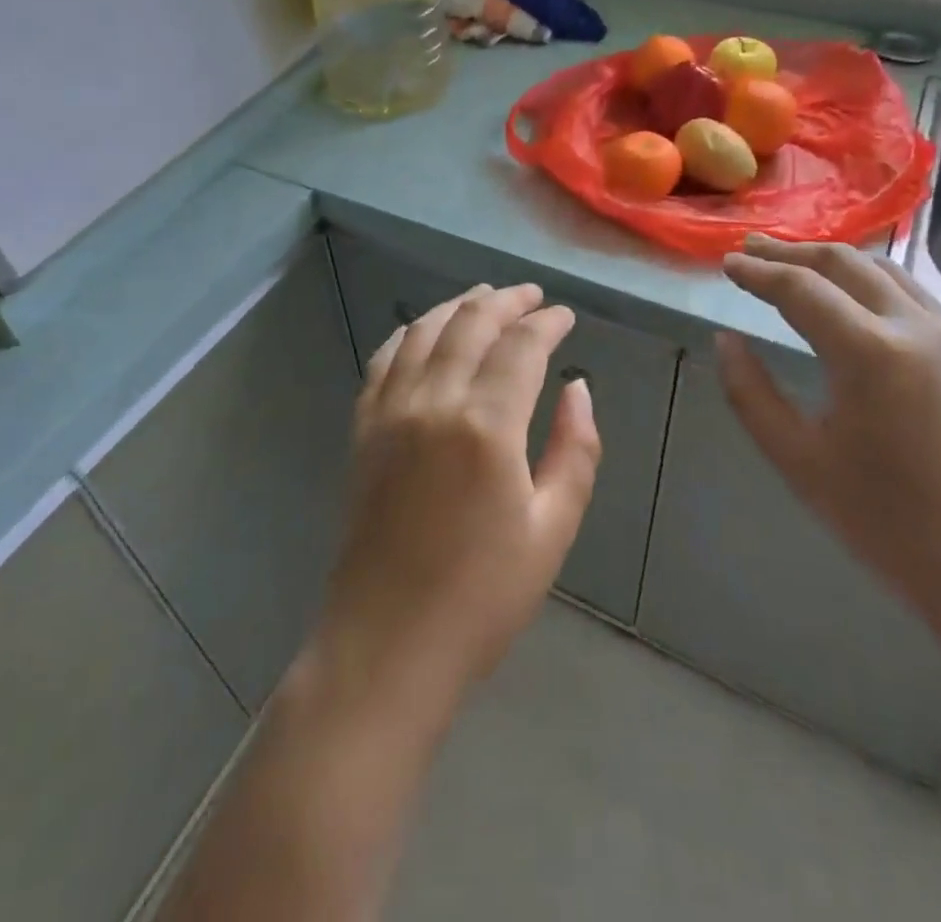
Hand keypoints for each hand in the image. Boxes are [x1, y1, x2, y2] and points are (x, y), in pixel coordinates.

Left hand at [314, 283, 602, 709]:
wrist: (388, 643)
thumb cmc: (483, 595)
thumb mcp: (552, 529)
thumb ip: (575, 449)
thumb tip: (577, 388)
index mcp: (486, 425)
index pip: (521, 346)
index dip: (547, 323)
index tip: (565, 317)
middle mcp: (433, 401)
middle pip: (470, 324)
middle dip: (505, 301)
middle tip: (531, 296)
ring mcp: (390, 411)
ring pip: (425, 331)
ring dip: (458, 306)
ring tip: (485, 298)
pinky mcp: (363, 428)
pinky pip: (385, 359)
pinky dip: (411, 332)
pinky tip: (426, 331)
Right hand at [717, 237, 940, 656]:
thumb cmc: (890, 525)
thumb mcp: (799, 461)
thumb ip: (750, 394)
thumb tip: (726, 340)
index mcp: (869, 353)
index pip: (800, 288)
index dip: (757, 271)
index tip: (727, 262)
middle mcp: (917, 329)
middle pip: (845, 263)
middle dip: (792, 252)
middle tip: (752, 249)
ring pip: (888, 273)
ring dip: (836, 261)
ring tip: (798, 265)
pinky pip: (917, 299)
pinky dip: (873, 284)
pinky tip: (856, 303)